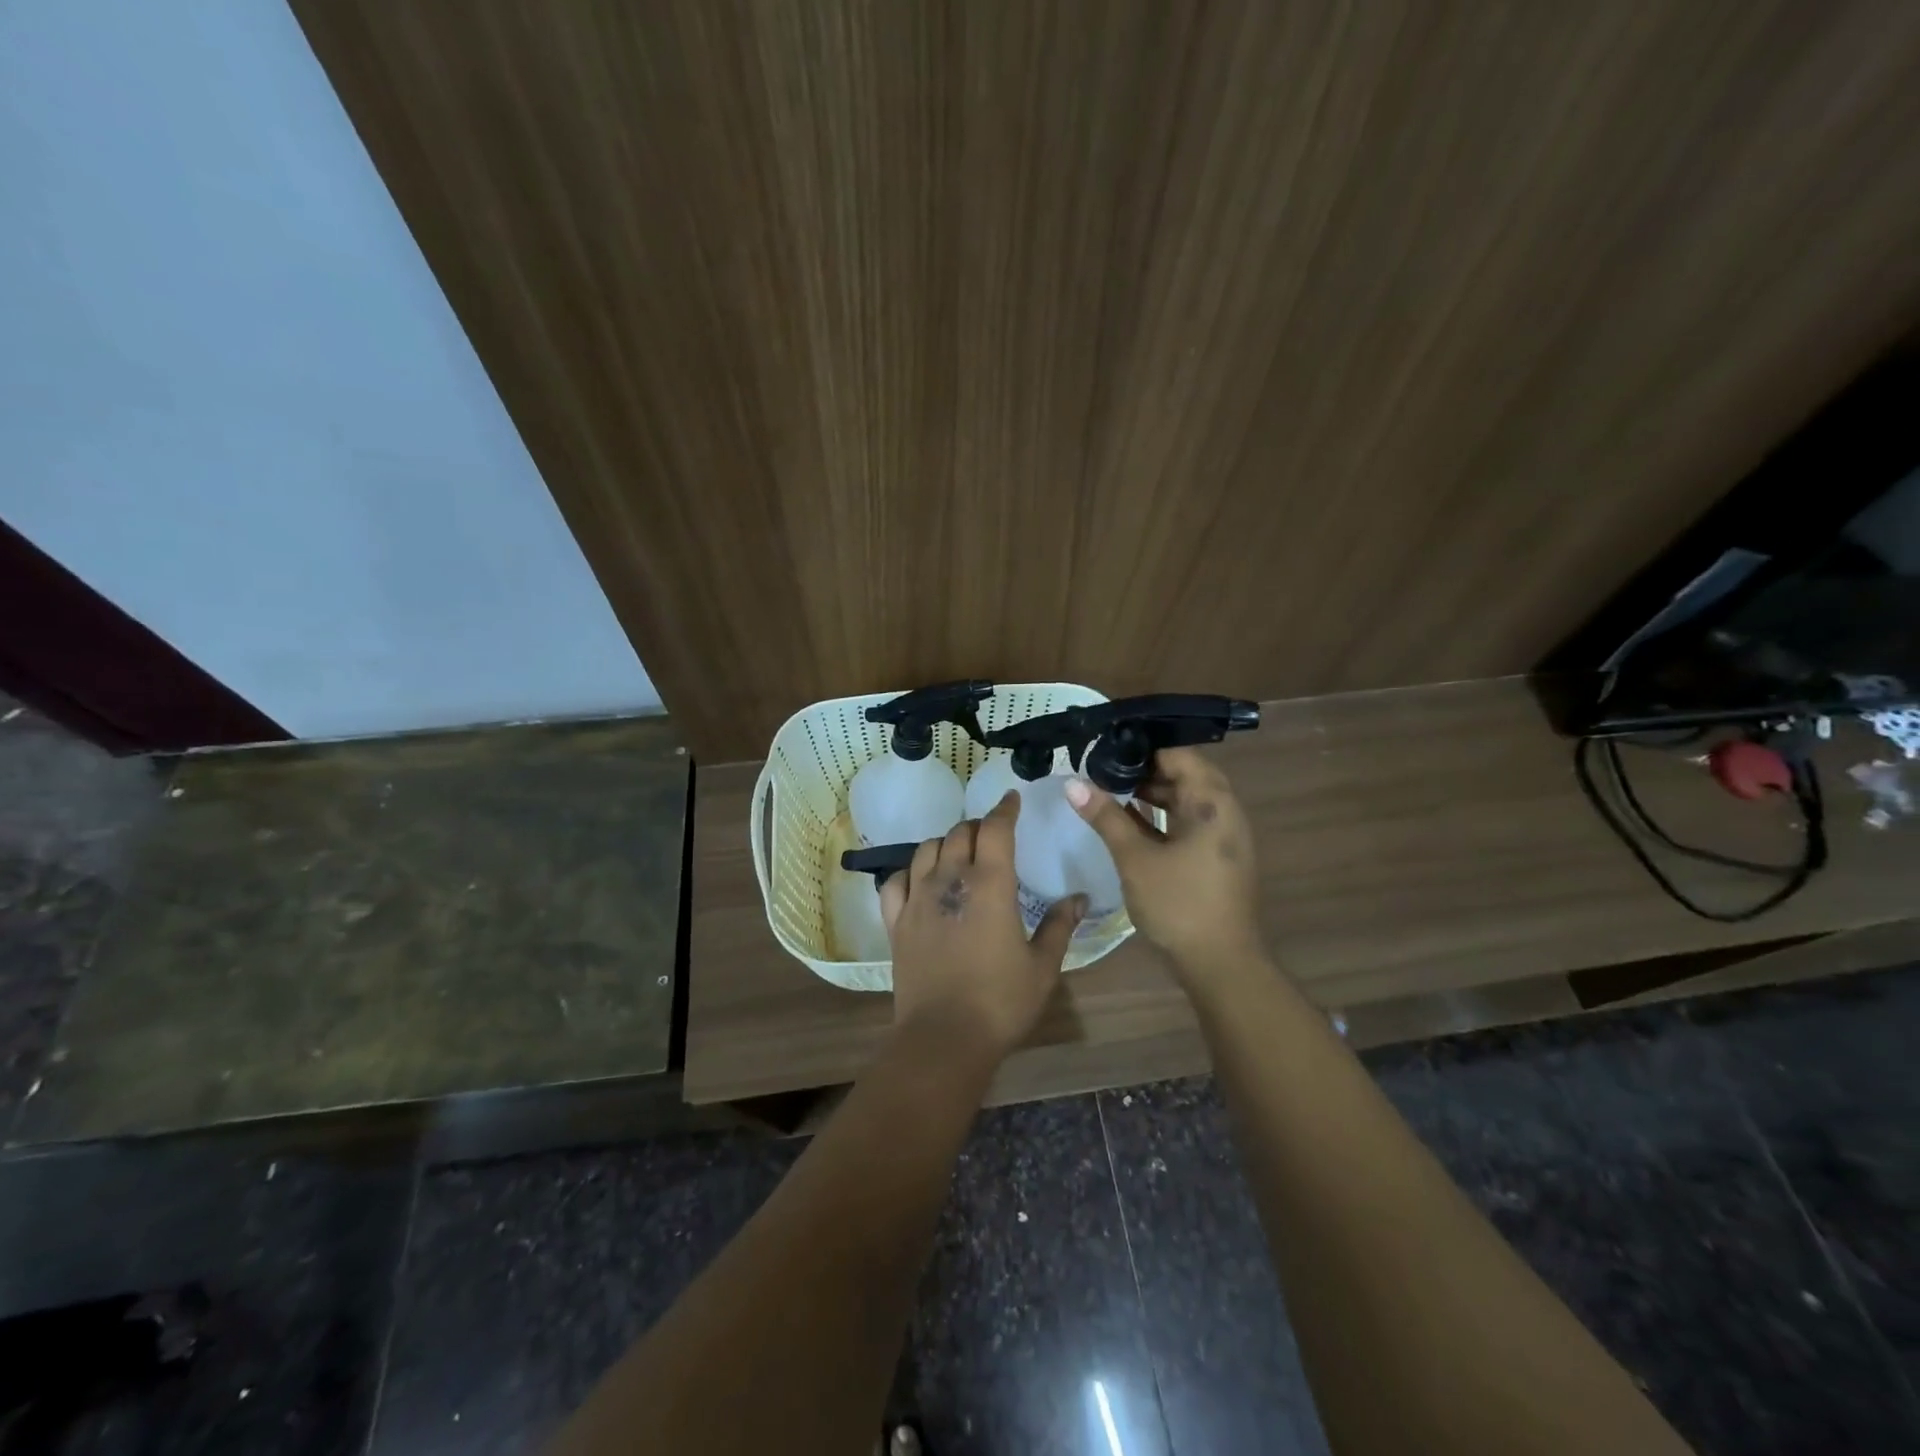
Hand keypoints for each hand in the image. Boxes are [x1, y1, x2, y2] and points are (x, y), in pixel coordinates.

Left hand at [880, 791, 1086, 1060]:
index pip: (995, 829)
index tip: (1011, 798)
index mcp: (990, 884)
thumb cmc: (1001, 1001)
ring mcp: (917, 899)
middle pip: (960, 833)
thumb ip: (1060, 925)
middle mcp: (950, 880)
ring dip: (945, 843)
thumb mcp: (1042, 966)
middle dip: (978, 827)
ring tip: (958, 854)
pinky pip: (895, 880)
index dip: (1004, 809)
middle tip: (992, 835)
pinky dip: (909, 872)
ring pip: (926, 849)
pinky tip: (919, 880)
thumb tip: (1080, 897)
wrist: (944, 1037)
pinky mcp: (895, 921)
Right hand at [1065, 747, 1262, 975]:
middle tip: (1102, 767)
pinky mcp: (1215, 857)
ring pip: (1184, 800)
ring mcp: (1222, 836)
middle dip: (1143, 769)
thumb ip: (1105, 817)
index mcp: (1212, 802)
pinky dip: (1160, 816)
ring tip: (1108, 789)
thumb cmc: (1179, 904)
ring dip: (1150, 793)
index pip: (1178, 754)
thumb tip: (1072, 783)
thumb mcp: (1135, 858)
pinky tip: (1128, 820)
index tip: (1106, 747)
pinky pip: (1186, 822)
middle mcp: (1223, 811)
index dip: (1142, 747)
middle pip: (1183, 774)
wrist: (1221, 964)